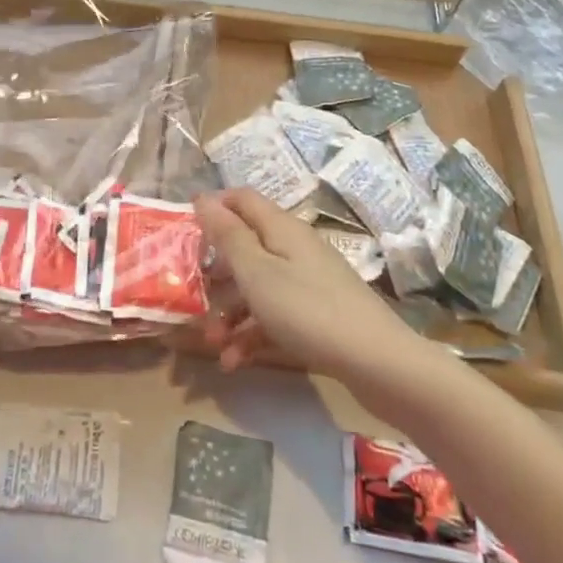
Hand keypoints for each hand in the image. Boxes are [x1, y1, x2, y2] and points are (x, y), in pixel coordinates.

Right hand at [196, 188, 411, 377]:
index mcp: (280, 228)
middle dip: (215, 274)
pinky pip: (274, 315)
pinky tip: (236, 363)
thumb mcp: (257, 272)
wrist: (378, 364)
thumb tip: (203, 198)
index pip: (241, 199)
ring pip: (257, 287)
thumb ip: (228, 236)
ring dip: (230, 313)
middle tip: (192, 297)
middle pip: (245, 247)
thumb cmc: (307, 310)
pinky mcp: (317, 315)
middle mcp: (294, 248)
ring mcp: (308, 282)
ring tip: (213, 345)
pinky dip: (252, 334)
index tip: (184, 233)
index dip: (213, 208)